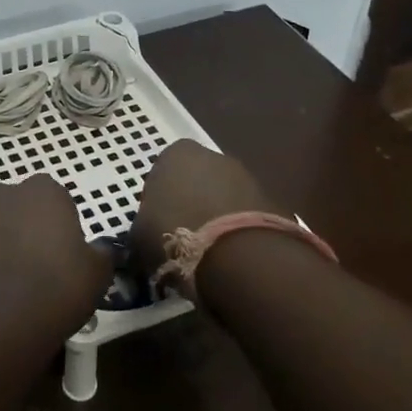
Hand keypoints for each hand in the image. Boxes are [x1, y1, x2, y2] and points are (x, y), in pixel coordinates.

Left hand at [0, 175, 112, 339]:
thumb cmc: (55, 291)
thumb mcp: (97, 275)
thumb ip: (100, 254)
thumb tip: (99, 250)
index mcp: (44, 191)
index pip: (55, 199)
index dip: (59, 226)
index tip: (62, 255)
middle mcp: (3, 192)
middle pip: (18, 206)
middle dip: (24, 228)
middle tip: (34, 267)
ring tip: (3, 282)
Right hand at [131, 140, 274, 298]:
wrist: (237, 255)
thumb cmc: (175, 234)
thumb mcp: (139, 234)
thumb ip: (143, 225)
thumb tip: (146, 234)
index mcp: (176, 153)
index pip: (163, 169)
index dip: (160, 196)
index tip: (157, 222)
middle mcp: (214, 156)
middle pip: (197, 178)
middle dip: (191, 201)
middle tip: (183, 235)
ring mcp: (247, 176)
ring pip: (225, 196)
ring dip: (218, 215)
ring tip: (209, 251)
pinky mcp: (272, 202)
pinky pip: (247, 215)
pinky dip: (240, 231)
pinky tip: (232, 256)